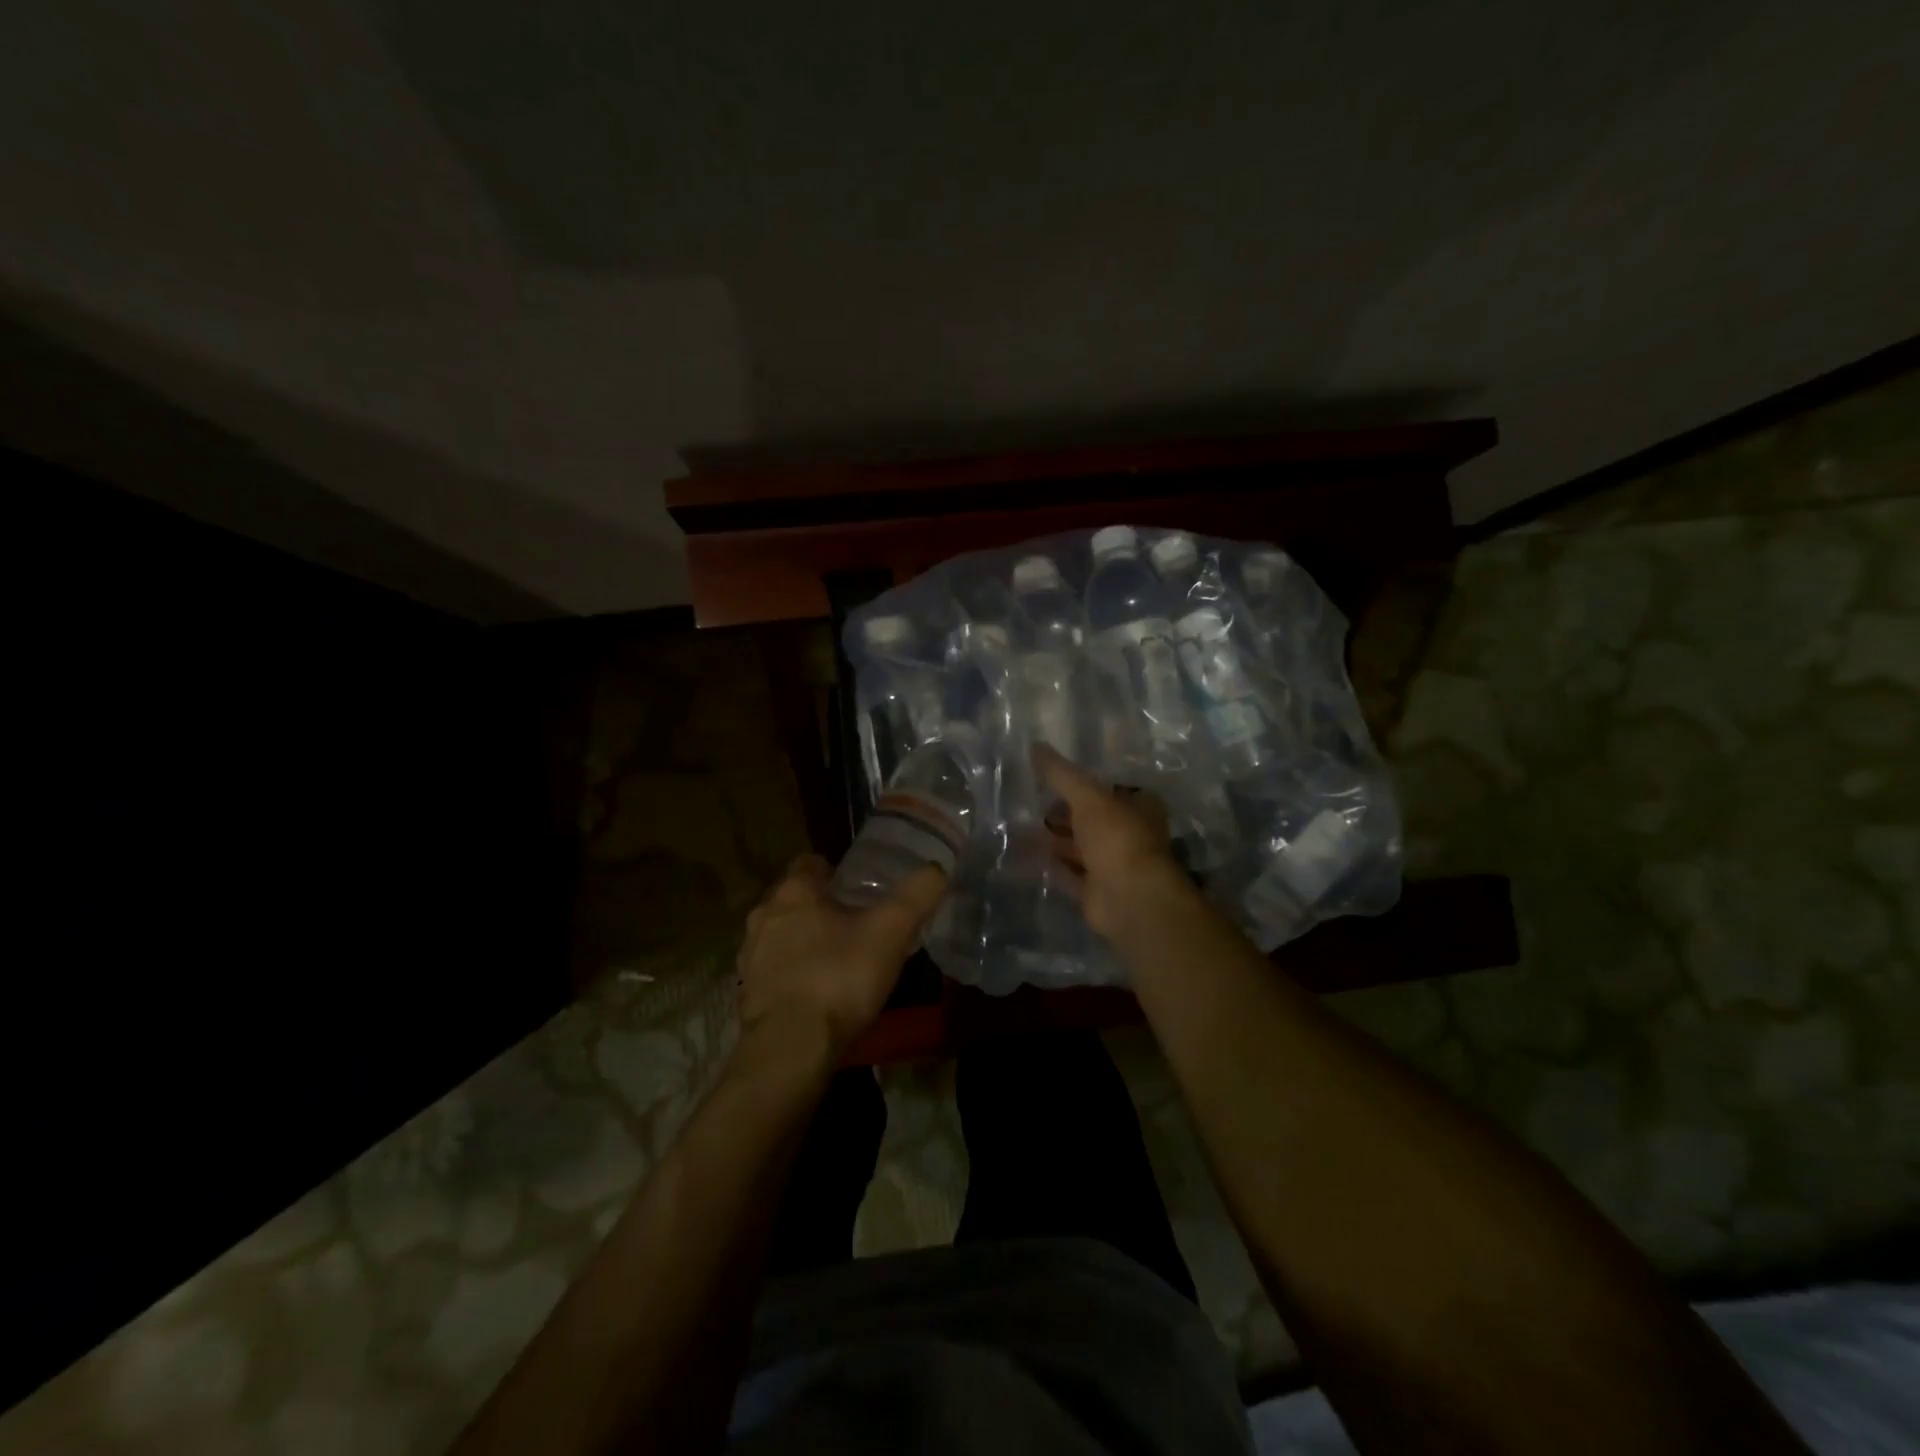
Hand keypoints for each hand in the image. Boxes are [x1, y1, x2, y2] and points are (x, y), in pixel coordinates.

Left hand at [736, 854, 947, 1063]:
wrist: (789, 1048)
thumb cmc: (839, 977)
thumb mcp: (891, 931)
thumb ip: (916, 895)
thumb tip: (938, 867)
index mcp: (794, 891)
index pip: (811, 863)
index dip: (837, 871)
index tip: (860, 887)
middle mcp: (764, 914)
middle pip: (795, 898)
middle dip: (822, 905)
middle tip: (856, 921)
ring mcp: (750, 954)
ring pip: (781, 933)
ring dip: (803, 939)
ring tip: (838, 957)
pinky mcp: (748, 991)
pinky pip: (773, 969)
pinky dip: (792, 972)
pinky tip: (817, 990)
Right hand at [1034, 745, 1185, 938]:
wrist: (1129, 899)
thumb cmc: (1117, 837)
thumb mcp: (1087, 796)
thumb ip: (1061, 774)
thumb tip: (1035, 746)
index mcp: (1140, 807)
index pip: (1110, 788)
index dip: (1083, 783)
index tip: (1052, 778)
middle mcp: (1130, 834)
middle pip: (1093, 818)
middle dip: (1064, 812)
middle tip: (1031, 801)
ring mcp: (1114, 864)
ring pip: (1080, 846)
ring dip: (1055, 839)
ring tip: (1020, 825)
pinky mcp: (1097, 890)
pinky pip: (1069, 873)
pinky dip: (1051, 865)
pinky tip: (1025, 854)